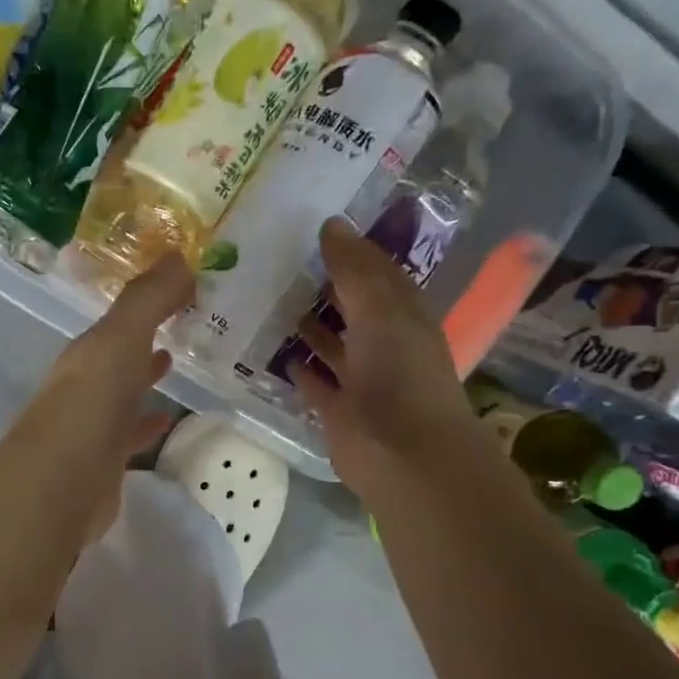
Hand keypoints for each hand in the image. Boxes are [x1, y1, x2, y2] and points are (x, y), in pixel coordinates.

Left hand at [0, 254, 193, 540]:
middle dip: (142, 340)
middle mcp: (85, 385)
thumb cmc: (91, 402)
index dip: (146, 304)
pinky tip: (165, 421)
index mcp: (87, 354)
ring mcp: (92, 426)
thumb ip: (148, 299)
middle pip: (117, 356)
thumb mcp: (120, 339)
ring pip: (122, 393)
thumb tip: (180, 255)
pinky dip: (147, 424)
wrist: (61, 483)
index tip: (180, 289)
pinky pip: (129, 434)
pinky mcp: (104, 462)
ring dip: (144, 378)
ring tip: (176, 364)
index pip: (118, 322)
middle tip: (180, 323)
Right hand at [293, 217, 478, 500]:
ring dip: (312, 327)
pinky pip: (318, 384)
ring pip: (335, 346)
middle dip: (327, 288)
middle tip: (283, 263)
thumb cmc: (399, 373)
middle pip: (354, 309)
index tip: (317, 231)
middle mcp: (386, 345)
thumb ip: (355, 269)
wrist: (403, 454)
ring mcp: (362, 380)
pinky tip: (280, 353)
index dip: (353, 252)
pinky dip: (302, 369)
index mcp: (404, 316)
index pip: (378, 274)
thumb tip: (331, 224)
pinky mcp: (340, 411)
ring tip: (274, 302)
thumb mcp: (380, 309)